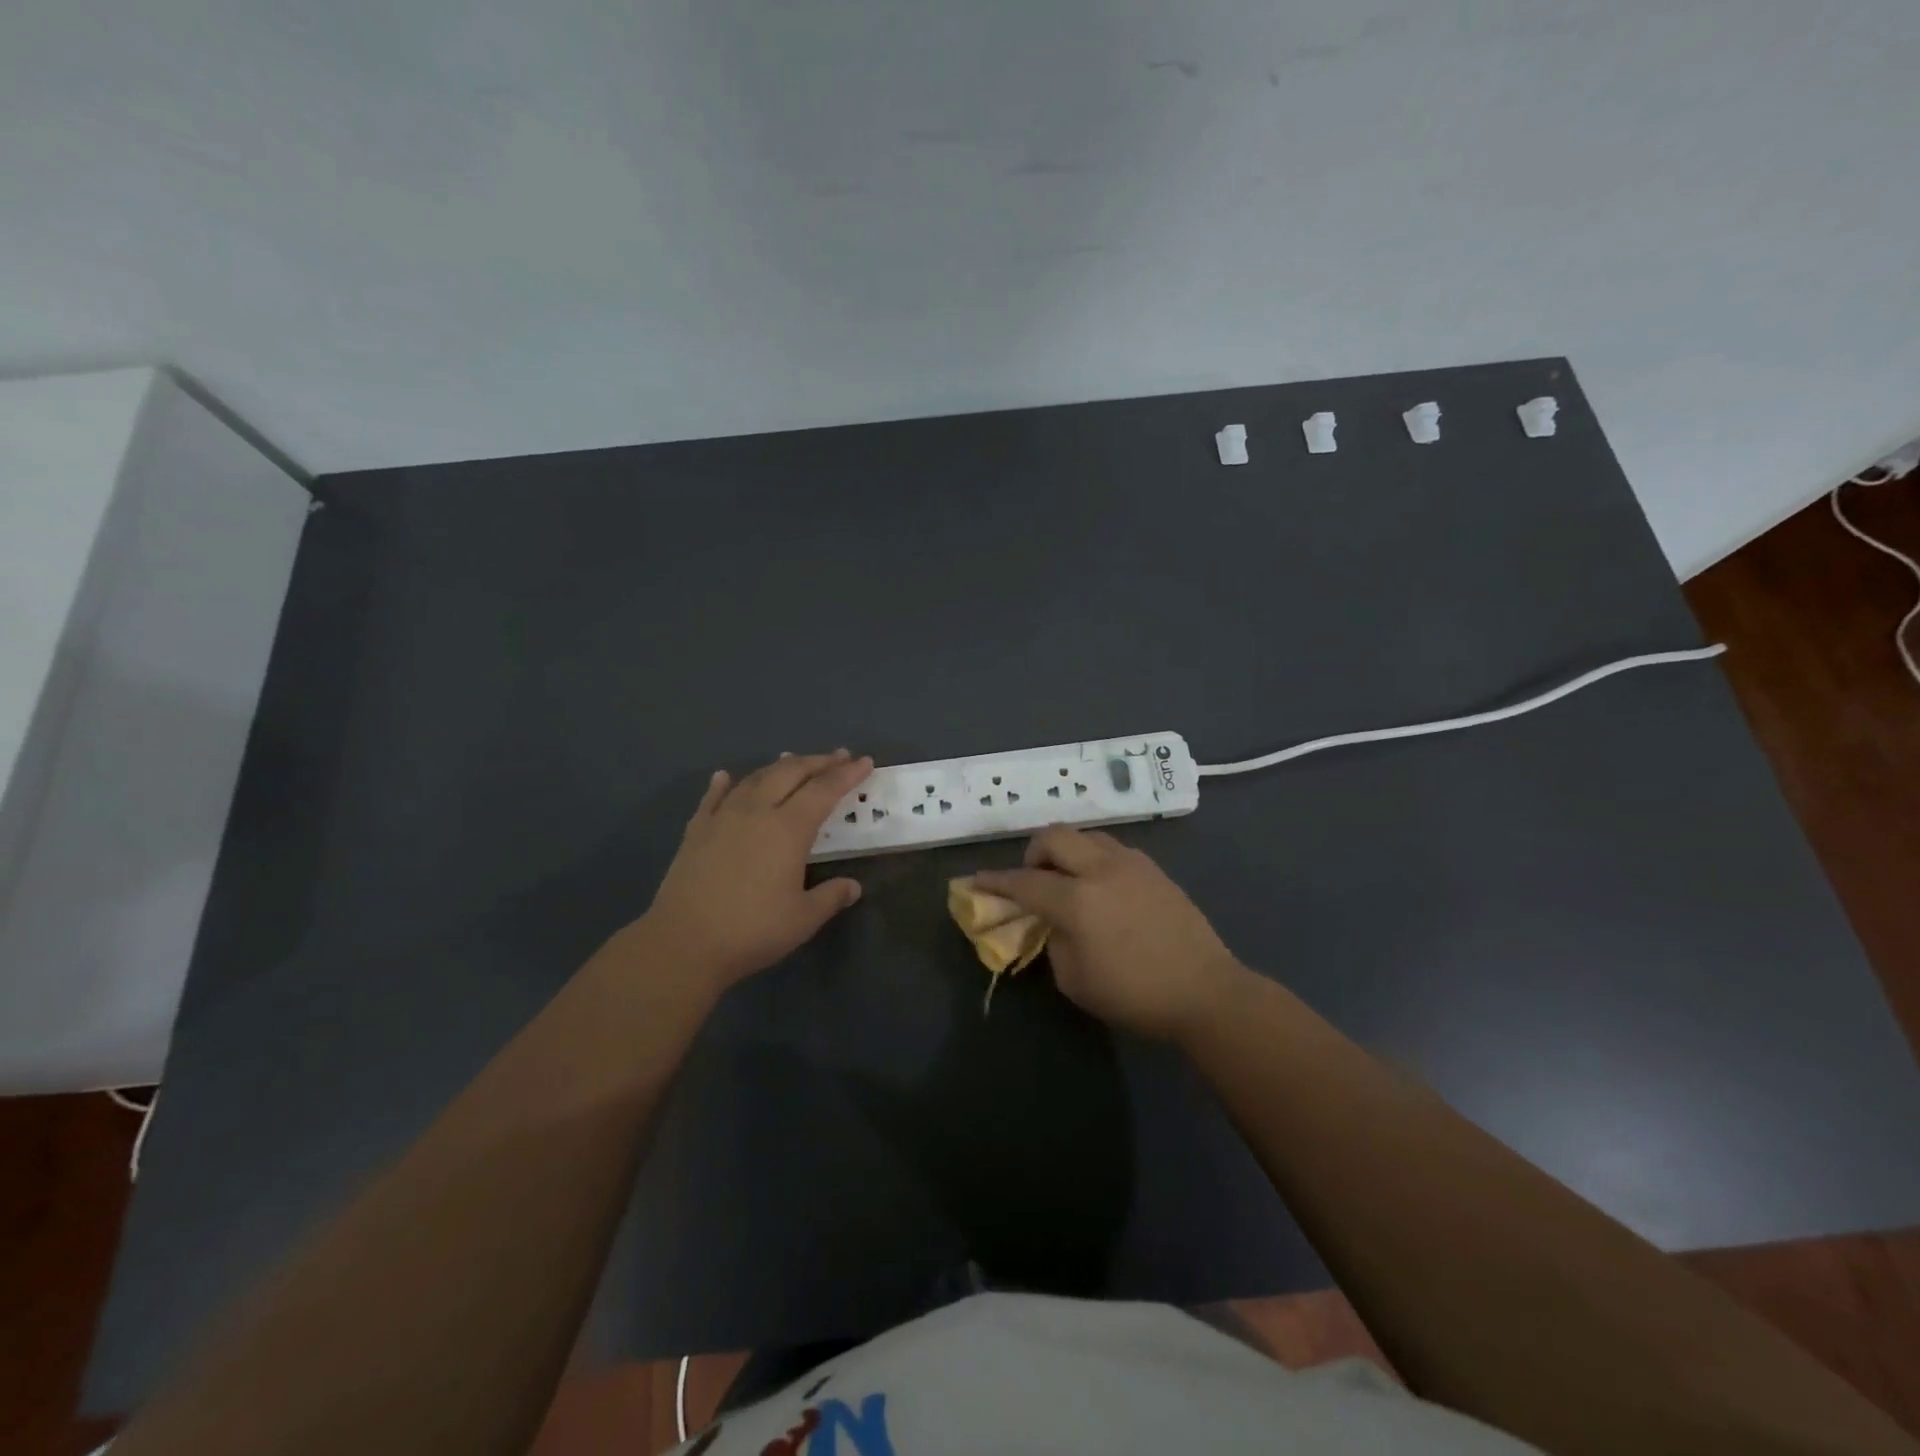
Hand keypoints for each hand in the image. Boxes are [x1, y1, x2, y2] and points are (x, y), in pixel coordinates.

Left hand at [640, 749, 872, 987]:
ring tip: (793, 759)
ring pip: (755, 779)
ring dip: (779, 766)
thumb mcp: (803, 919)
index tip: (864, 761)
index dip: (846, 774)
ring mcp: (723, 818)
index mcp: (789, 829)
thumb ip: (831, 897)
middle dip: (818, 762)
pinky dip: (724, 784)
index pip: (824, 790)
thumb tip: (853, 886)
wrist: (683, 943)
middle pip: (791, 773)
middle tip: (838, 756)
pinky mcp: (696, 831)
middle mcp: (757, 812)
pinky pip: (713, 798)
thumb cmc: (751, 931)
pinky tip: (725, 777)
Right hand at [974, 826, 1245, 1039]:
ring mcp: (1130, 864)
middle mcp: (1100, 870)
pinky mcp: (1153, 868)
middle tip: (1033, 879)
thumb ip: (1053, 941)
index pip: (1024, 882)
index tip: (976, 880)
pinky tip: (1101, 886)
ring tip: (1068, 880)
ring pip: (1085, 835)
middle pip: (1053, 837)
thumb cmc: (1134, 994)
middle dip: (1033, 853)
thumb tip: (1052, 920)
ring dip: (1066, 851)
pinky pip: (1111, 848)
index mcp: (1077, 901)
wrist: (1204, 990)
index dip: (995, 882)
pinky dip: (1093, 858)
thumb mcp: (1075, 980)